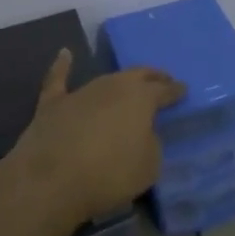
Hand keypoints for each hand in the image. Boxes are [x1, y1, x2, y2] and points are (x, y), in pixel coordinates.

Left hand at [3, 50, 185, 223]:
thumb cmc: (109, 174)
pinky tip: (65, 53)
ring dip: (120, 81)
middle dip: (152, 77)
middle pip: (137, 75)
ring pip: (106, 79)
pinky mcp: (52, 104)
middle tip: (162, 81)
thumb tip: (142, 134)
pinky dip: (62, 66)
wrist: (51, 182)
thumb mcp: (149, 166)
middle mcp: (113, 86)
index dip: (175, 91)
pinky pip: (58, 79)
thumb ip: (150, 143)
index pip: (164, 90)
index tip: (183, 90)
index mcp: (141, 98)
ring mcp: (81, 92)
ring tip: (129, 83)